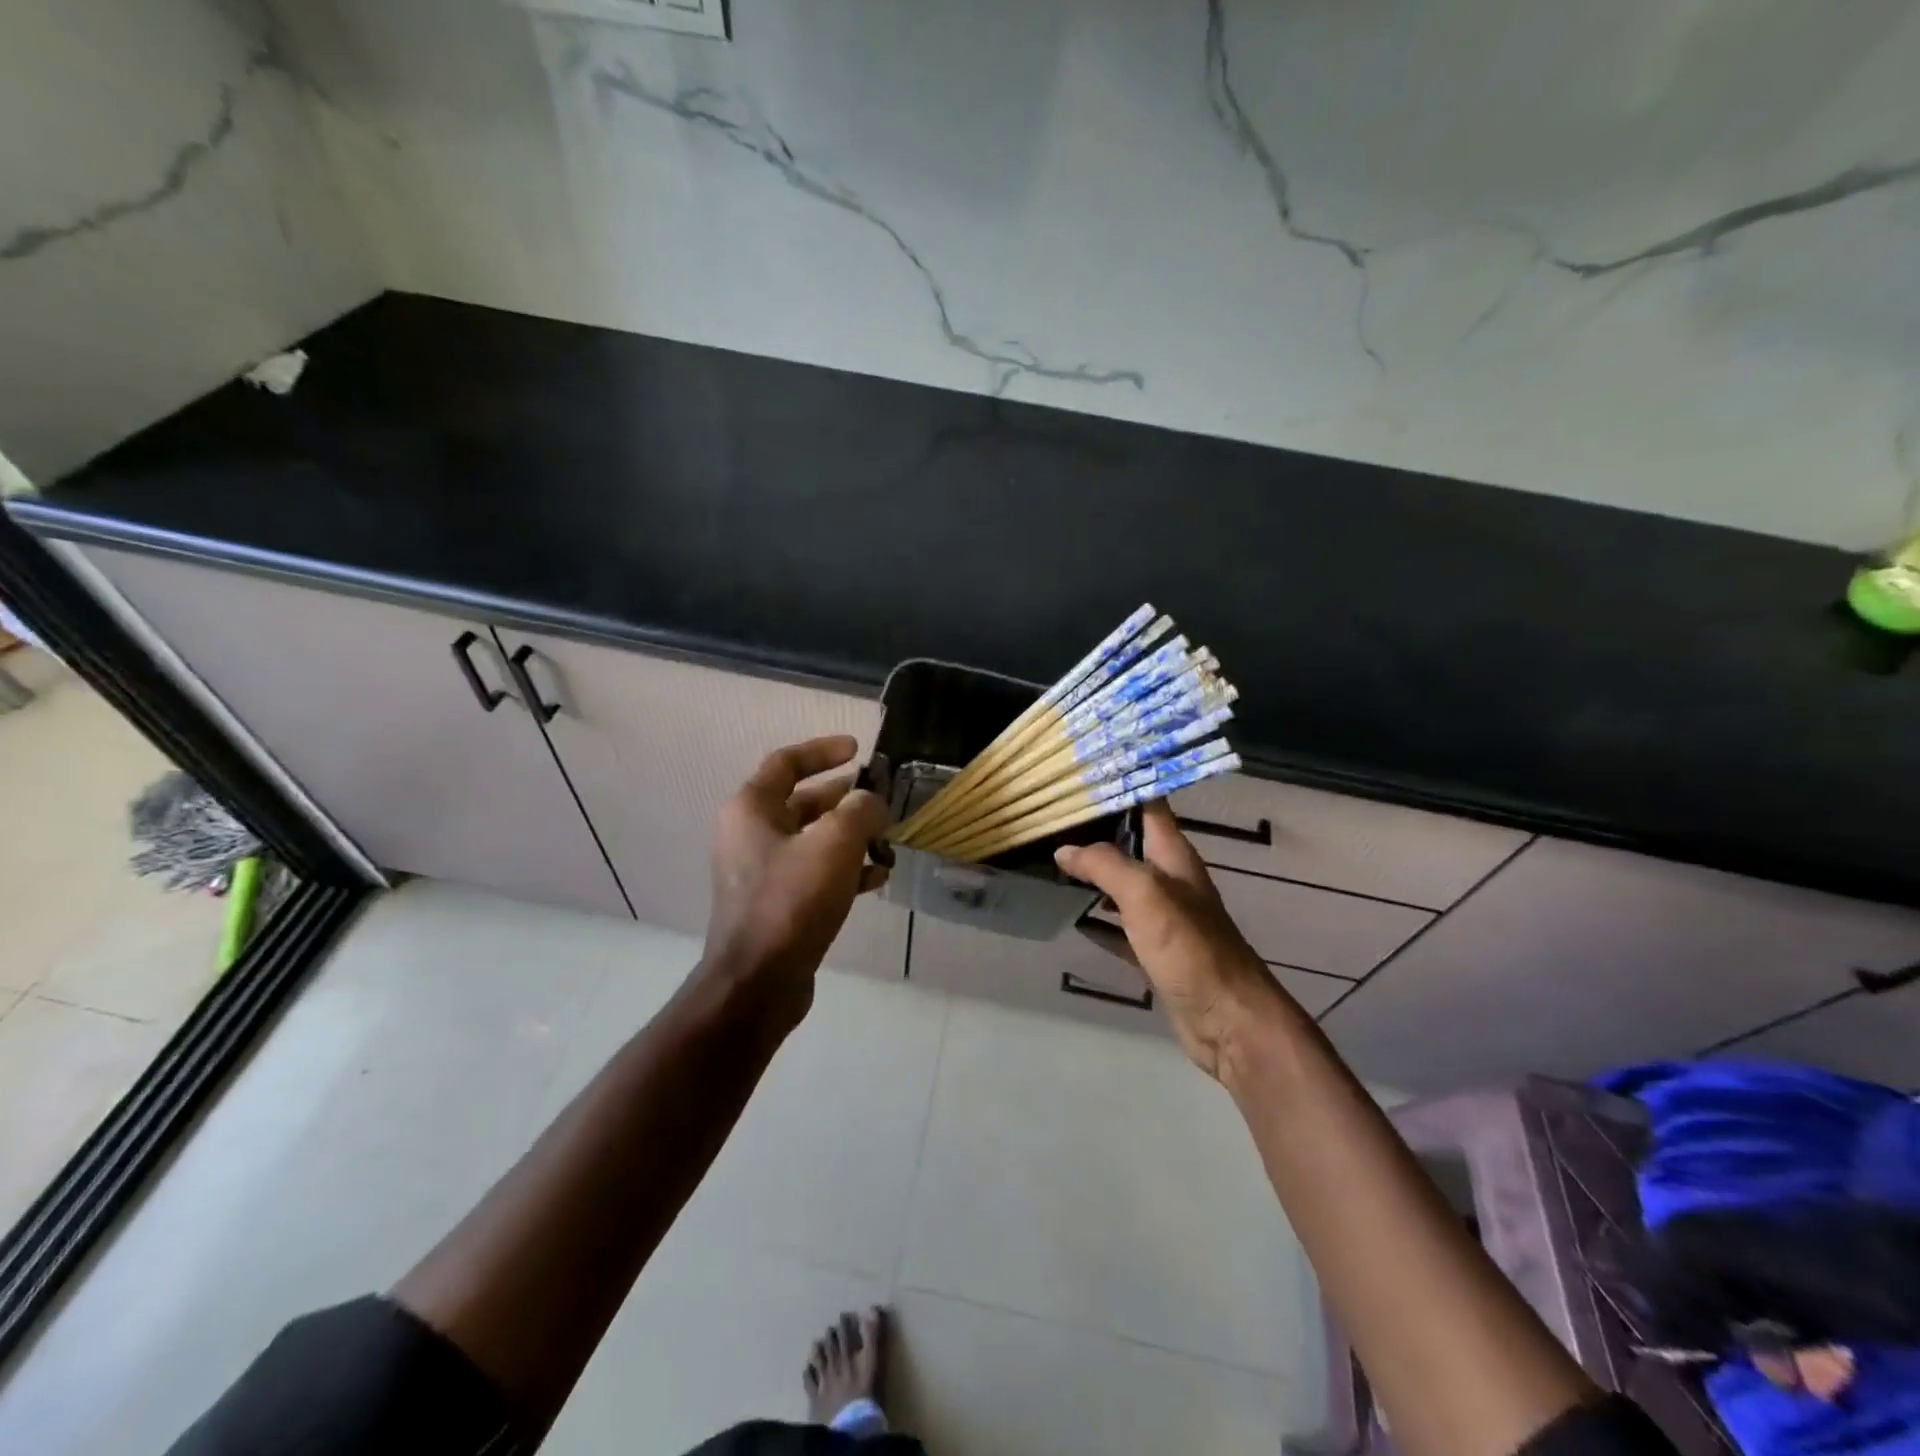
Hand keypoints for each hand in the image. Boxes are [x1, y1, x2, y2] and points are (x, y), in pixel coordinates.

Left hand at [702, 735, 889, 1014]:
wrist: (758, 983)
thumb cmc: (791, 901)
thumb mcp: (834, 844)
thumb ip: (860, 810)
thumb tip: (872, 802)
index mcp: (751, 809)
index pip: (786, 762)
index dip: (823, 751)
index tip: (858, 750)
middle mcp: (750, 835)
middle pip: (803, 801)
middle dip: (845, 798)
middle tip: (881, 799)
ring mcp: (761, 871)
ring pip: (813, 838)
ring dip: (850, 835)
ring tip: (886, 840)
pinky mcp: (776, 903)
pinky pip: (814, 872)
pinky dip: (845, 868)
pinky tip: (877, 876)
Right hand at [1056, 802, 1286, 1079]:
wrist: (1227, 1021)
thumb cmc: (1190, 947)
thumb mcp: (1146, 894)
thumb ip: (1104, 865)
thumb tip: (1065, 849)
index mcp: (1174, 856)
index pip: (1150, 805)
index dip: (1124, 784)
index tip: (1085, 770)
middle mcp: (1171, 880)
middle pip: (1132, 842)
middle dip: (1098, 828)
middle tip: (1054, 815)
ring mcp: (1164, 918)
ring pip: (1122, 884)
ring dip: (1094, 871)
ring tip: (1053, 857)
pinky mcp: (1156, 952)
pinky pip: (1119, 926)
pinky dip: (1097, 919)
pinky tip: (1071, 916)